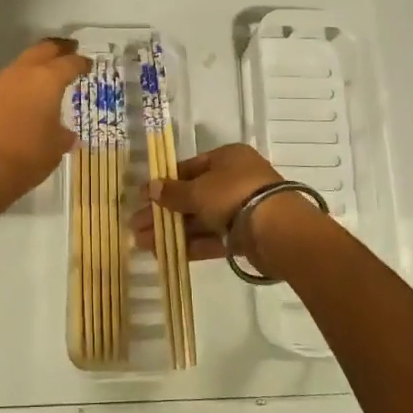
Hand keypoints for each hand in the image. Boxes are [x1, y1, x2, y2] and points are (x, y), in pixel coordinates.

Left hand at [0, 38, 91, 217]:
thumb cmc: (26, 156)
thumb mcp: (55, 148)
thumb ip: (63, 135)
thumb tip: (66, 133)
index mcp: (47, 79)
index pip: (70, 63)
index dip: (81, 63)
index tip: (88, 64)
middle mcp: (23, 73)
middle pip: (43, 50)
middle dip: (58, 49)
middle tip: (70, 51)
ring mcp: (0, 83)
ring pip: (23, 63)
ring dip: (37, 64)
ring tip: (50, 74)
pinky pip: (10, 81)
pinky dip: (22, 82)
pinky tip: (28, 96)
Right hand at [133, 143, 324, 277]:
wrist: (277, 230)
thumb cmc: (234, 195)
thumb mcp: (197, 190)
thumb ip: (173, 192)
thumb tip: (150, 188)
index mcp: (227, 158)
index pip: (190, 167)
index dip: (164, 182)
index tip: (142, 197)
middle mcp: (235, 180)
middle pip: (193, 196)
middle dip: (164, 212)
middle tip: (135, 225)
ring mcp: (241, 210)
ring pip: (200, 219)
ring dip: (172, 230)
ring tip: (142, 243)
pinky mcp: (244, 237)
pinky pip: (212, 238)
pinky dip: (190, 245)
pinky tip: (165, 253)